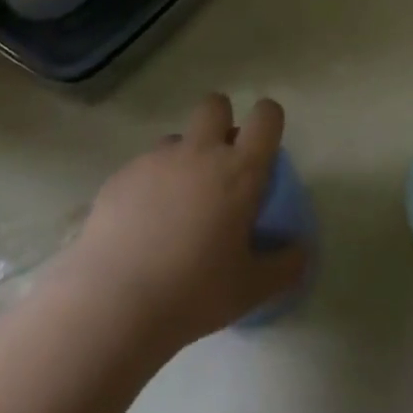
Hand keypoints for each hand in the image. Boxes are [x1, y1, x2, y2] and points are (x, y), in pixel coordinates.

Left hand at [47, 95, 307, 352]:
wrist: (111, 307)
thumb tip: (301, 250)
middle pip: (215, 105)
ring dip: (183, 158)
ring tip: (176, 204)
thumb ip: (285, 265)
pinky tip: (141, 227)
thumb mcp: (252, 289)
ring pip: (177, 138)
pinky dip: (149, 185)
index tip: (265, 145)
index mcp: (240, 170)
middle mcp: (200, 152)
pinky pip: (143, 167)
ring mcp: (156, 160)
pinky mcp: (120, 176)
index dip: (269, 121)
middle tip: (220, 164)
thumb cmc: (193, 293)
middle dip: (221, 122)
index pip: (266, 116)